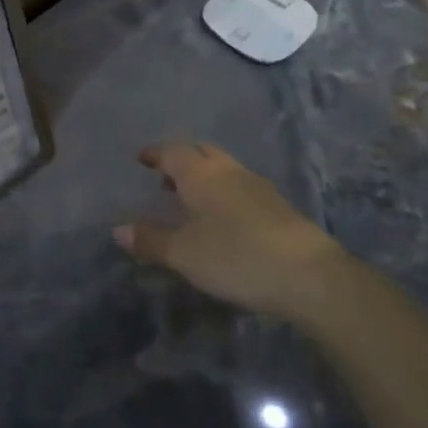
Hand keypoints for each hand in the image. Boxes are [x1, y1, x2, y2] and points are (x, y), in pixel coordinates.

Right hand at [114, 143, 348, 324]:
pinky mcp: (278, 208)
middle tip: (165, 177)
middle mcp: (229, 171)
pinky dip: (224, 195)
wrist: (308, 275)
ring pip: (224, 170)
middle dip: (182, 160)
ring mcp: (258, 187)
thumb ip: (150, 240)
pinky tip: (222, 220)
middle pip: (202, 153)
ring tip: (189, 200)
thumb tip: (118, 230)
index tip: (142, 159)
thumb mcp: (183, 253)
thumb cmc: (235, 255)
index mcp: (201, 174)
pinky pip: (241, 188)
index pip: (173, 151)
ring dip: (205, 178)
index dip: (156, 153)